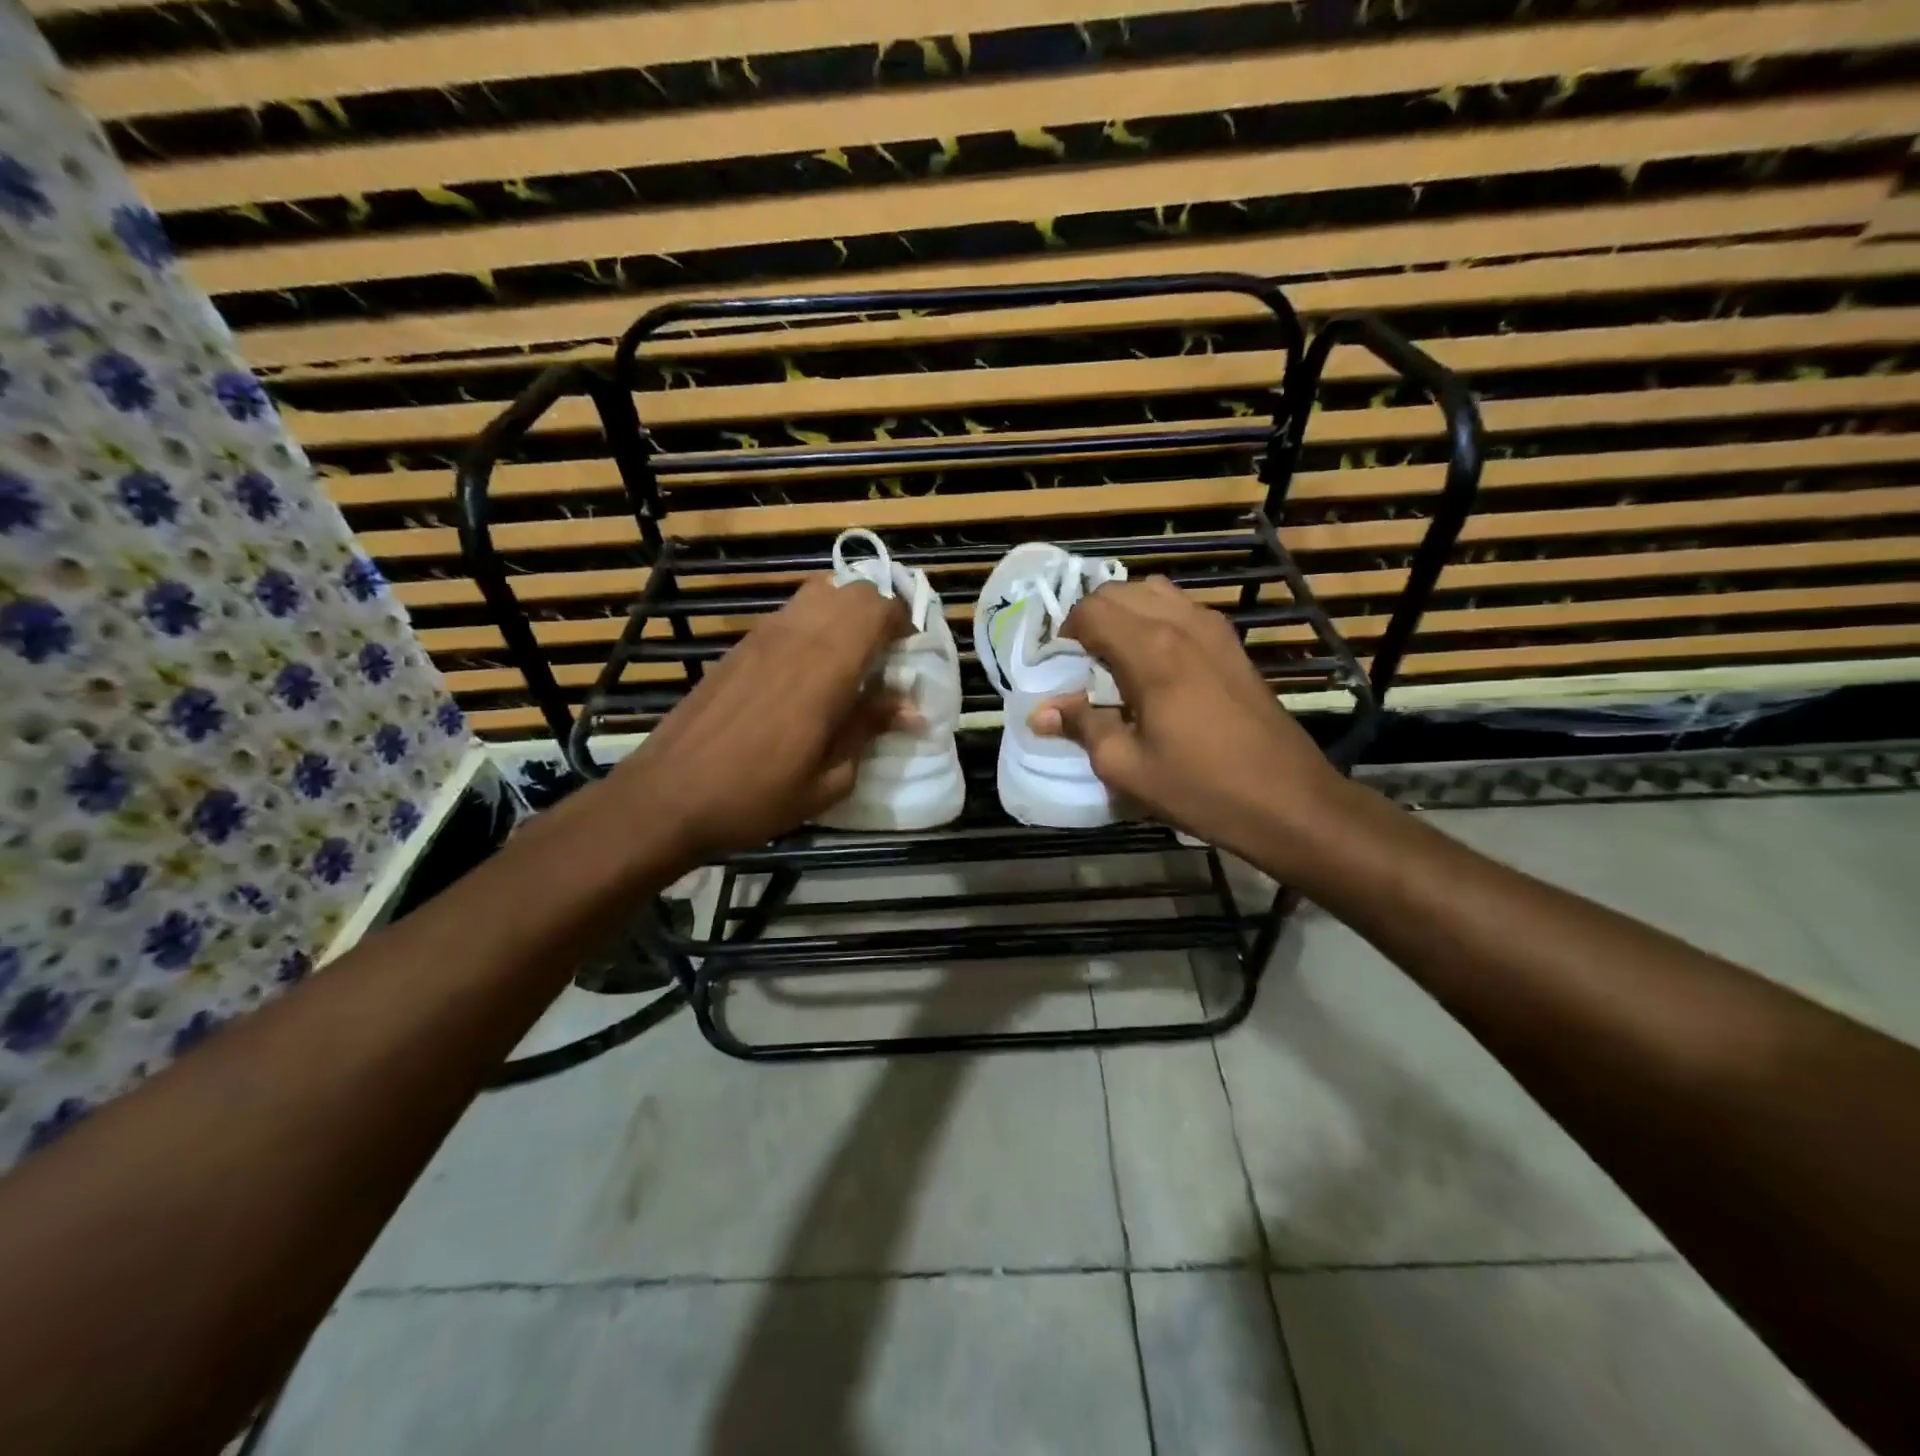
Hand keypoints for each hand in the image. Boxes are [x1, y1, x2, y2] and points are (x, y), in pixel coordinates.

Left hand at [609, 575, 912, 861]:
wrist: (669, 795)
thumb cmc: (758, 795)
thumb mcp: (829, 778)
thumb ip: (869, 729)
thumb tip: (911, 708)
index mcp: (827, 666)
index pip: (877, 609)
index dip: (904, 621)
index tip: (911, 653)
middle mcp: (796, 636)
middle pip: (850, 591)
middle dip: (879, 612)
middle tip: (887, 654)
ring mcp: (762, 636)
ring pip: (817, 594)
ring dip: (845, 613)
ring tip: (852, 655)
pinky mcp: (739, 647)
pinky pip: (790, 614)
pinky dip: (814, 623)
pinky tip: (810, 668)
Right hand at [1030, 577, 1348, 864]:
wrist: (1288, 801)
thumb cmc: (1200, 786)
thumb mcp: (1126, 766)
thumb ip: (1081, 726)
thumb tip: (1039, 713)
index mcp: (1150, 650)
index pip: (1090, 611)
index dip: (1064, 634)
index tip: (1055, 668)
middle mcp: (1181, 624)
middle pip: (1119, 592)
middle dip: (1090, 619)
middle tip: (1079, 663)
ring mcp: (1214, 630)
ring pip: (1154, 593)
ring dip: (1124, 614)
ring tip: (1113, 658)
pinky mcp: (1233, 645)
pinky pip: (1183, 610)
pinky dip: (1156, 620)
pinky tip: (1153, 664)